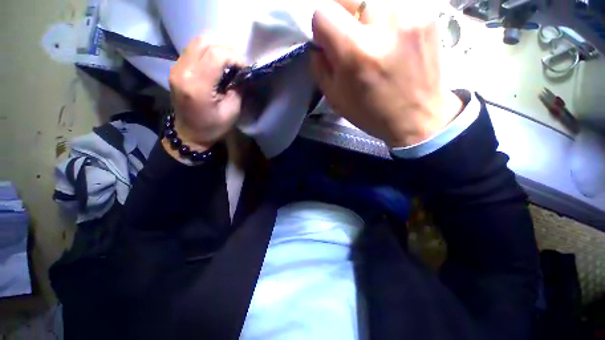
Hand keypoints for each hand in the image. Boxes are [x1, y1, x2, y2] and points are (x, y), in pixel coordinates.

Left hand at [168, 36, 243, 151]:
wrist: (188, 133)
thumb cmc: (212, 127)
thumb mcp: (231, 111)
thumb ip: (237, 89)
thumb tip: (242, 72)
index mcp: (197, 86)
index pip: (217, 54)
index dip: (235, 58)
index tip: (244, 69)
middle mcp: (183, 71)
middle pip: (206, 42)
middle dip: (227, 50)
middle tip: (238, 64)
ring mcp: (176, 67)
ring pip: (198, 41)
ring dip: (218, 48)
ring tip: (229, 63)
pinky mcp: (176, 67)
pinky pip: (193, 49)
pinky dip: (209, 51)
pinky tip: (217, 64)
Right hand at [311, 0, 462, 147]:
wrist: (418, 118)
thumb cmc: (371, 113)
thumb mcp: (336, 98)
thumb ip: (320, 67)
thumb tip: (318, 43)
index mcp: (356, 53)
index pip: (323, 12)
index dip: (321, 27)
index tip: (328, 41)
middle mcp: (384, 23)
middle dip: (341, 14)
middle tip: (349, 36)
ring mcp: (411, 12)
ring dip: (365, 14)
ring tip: (373, 37)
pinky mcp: (428, 11)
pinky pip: (395, 3)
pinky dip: (386, 15)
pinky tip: (391, 35)